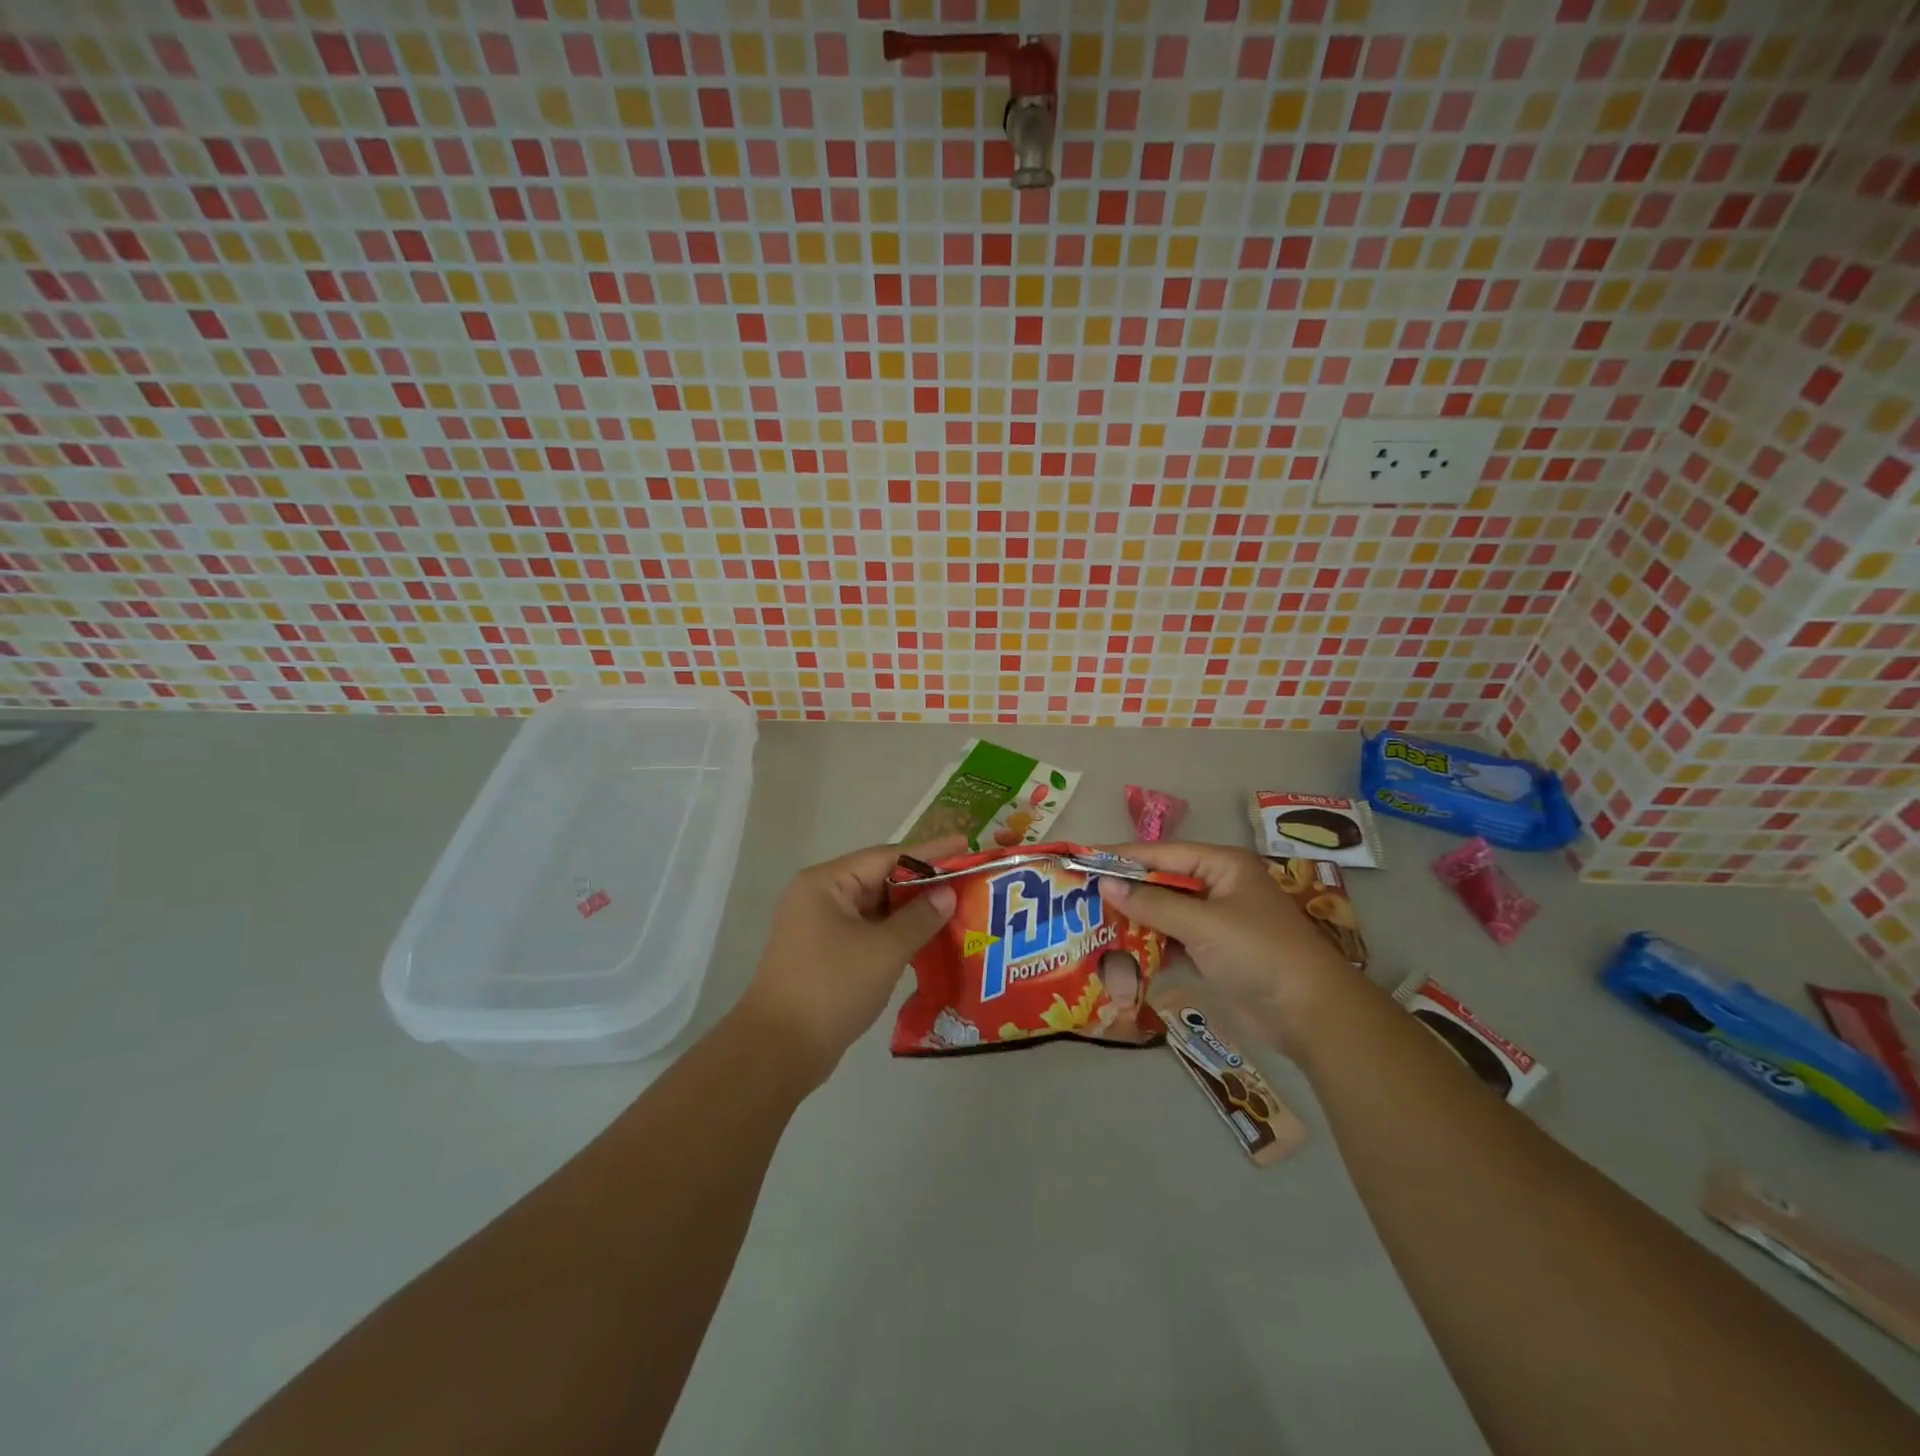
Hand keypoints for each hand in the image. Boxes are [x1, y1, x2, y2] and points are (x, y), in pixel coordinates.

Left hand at [737, 839, 960, 1085]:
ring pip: (876, 909)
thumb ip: (920, 918)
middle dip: (924, 883)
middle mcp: (820, 897)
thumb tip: (946, 893)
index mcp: (827, 883)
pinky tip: (928, 941)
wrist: (778, 1050)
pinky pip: (868, 933)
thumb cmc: (832, 987)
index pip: (887, 856)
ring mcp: (820, 927)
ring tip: (956, 910)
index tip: (965, 844)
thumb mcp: (884, 950)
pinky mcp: (825, 955)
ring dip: (912, 911)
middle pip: (881, 879)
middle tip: (967, 882)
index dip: (930, 852)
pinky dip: (896, 934)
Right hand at [1100, 841, 1355, 1050]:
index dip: (1122, 856)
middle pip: (1161, 882)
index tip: (1082, 860)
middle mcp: (1217, 888)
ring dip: (1134, 920)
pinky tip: (1118, 952)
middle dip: (1125, 889)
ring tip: (1089, 922)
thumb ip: (1153, 904)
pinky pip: (1172, 941)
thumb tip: (1106, 883)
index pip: (1162, 853)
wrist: (1310, 1015)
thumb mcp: (1203, 924)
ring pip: (1164, 914)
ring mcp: (1215, 923)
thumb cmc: (1259, 953)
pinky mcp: (1213, 954)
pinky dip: (1148, 946)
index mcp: (1222, 866)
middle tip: (1079, 894)